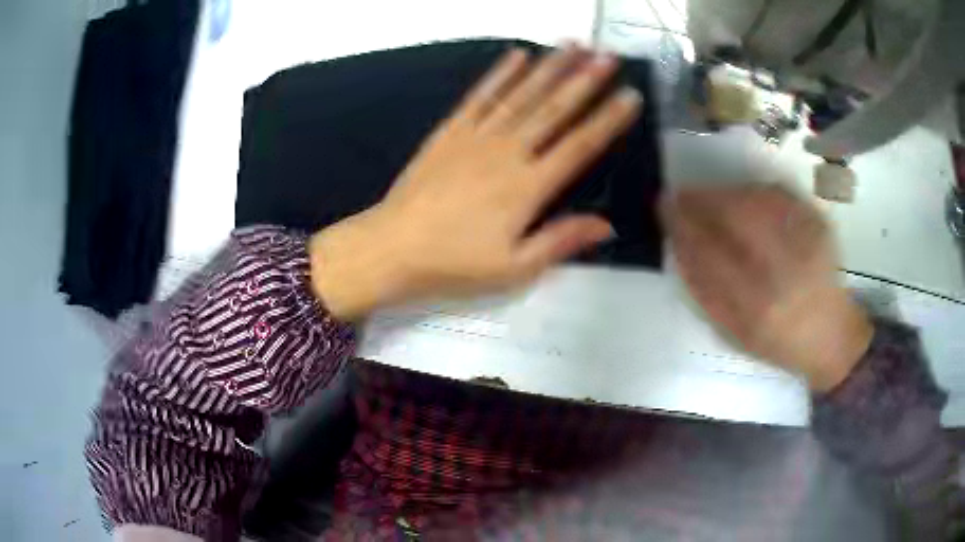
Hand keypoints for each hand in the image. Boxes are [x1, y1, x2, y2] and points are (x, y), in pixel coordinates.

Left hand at [310, 46, 641, 320]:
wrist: (392, 248)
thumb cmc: (454, 264)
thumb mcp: (514, 269)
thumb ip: (560, 241)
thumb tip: (607, 225)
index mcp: (528, 187)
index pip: (579, 146)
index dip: (608, 120)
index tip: (630, 95)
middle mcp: (507, 152)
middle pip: (553, 110)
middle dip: (584, 80)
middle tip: (607, 55)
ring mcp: (476, 137)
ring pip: (521, 95)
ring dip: (549, 68)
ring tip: (573, 44)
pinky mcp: (450, 131)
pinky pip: (480, 96)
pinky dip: (500, 74)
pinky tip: (518, 55)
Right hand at [661, 184, 873, 391]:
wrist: (831, 335)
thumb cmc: (779, 342)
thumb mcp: (735, 334)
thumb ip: (705, 292)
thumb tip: (679, 244)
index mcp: (759, 310)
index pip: (711, 254)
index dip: (684, 226)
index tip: (665, 209)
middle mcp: (787, 271)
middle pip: (736, 216)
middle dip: (702, 200)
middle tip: (680, 195)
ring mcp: (807, 242)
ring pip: (756, 199)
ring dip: (724, 192)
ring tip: (706, 196)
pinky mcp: (819, 223)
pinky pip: (779, 194)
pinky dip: (753, 190)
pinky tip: (740, 197)